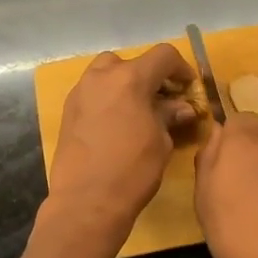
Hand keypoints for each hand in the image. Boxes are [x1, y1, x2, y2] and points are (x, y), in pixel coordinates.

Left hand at [48, 44, 197, 237]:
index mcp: (130, 79)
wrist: (87, 201)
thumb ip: (169, 116)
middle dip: (149, 75)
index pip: (163, 55)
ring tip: (138, 109)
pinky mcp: (68, 111)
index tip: (189, 87)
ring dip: (125, 84)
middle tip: (163, 99)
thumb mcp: (161, 141)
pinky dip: (108, 98)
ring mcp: (80, 92)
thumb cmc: (133, 170)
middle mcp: (101, 77)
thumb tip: (181, 108)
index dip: (181, 68)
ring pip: (106, 73)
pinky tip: (117, 123)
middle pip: (130, 61)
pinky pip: (92, 92)